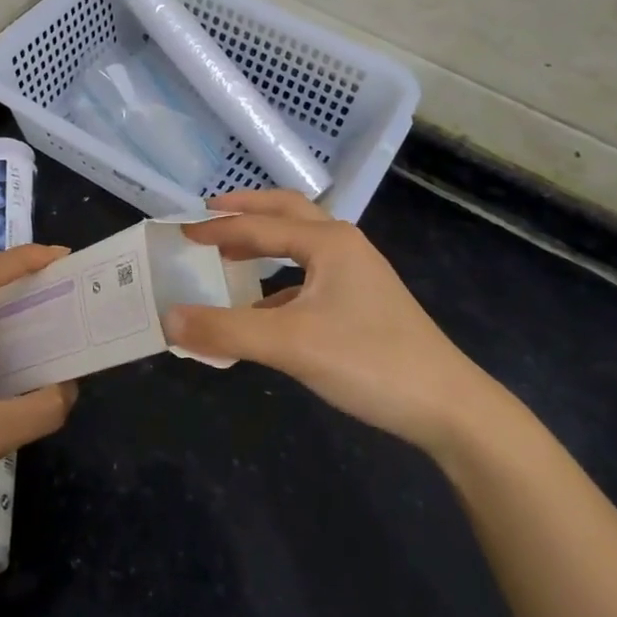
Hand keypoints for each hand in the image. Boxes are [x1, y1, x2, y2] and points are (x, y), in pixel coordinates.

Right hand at [164, 191, 500, 455]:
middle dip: (248, 210)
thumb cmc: (369, 361)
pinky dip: (280, 280)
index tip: (181, 232)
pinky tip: (263, 309)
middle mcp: (344, 247)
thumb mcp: (291, 345)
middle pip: (288, 213)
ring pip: (302, 243)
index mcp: (328, 242)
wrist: (448, 406)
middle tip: (209, 212)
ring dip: (266, 241)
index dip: (217, 229)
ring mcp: (358, 275)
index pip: (259, 226)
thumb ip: (226, 331)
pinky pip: (311, 277)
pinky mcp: (363, 303)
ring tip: (231, 252)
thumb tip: (169, 319)